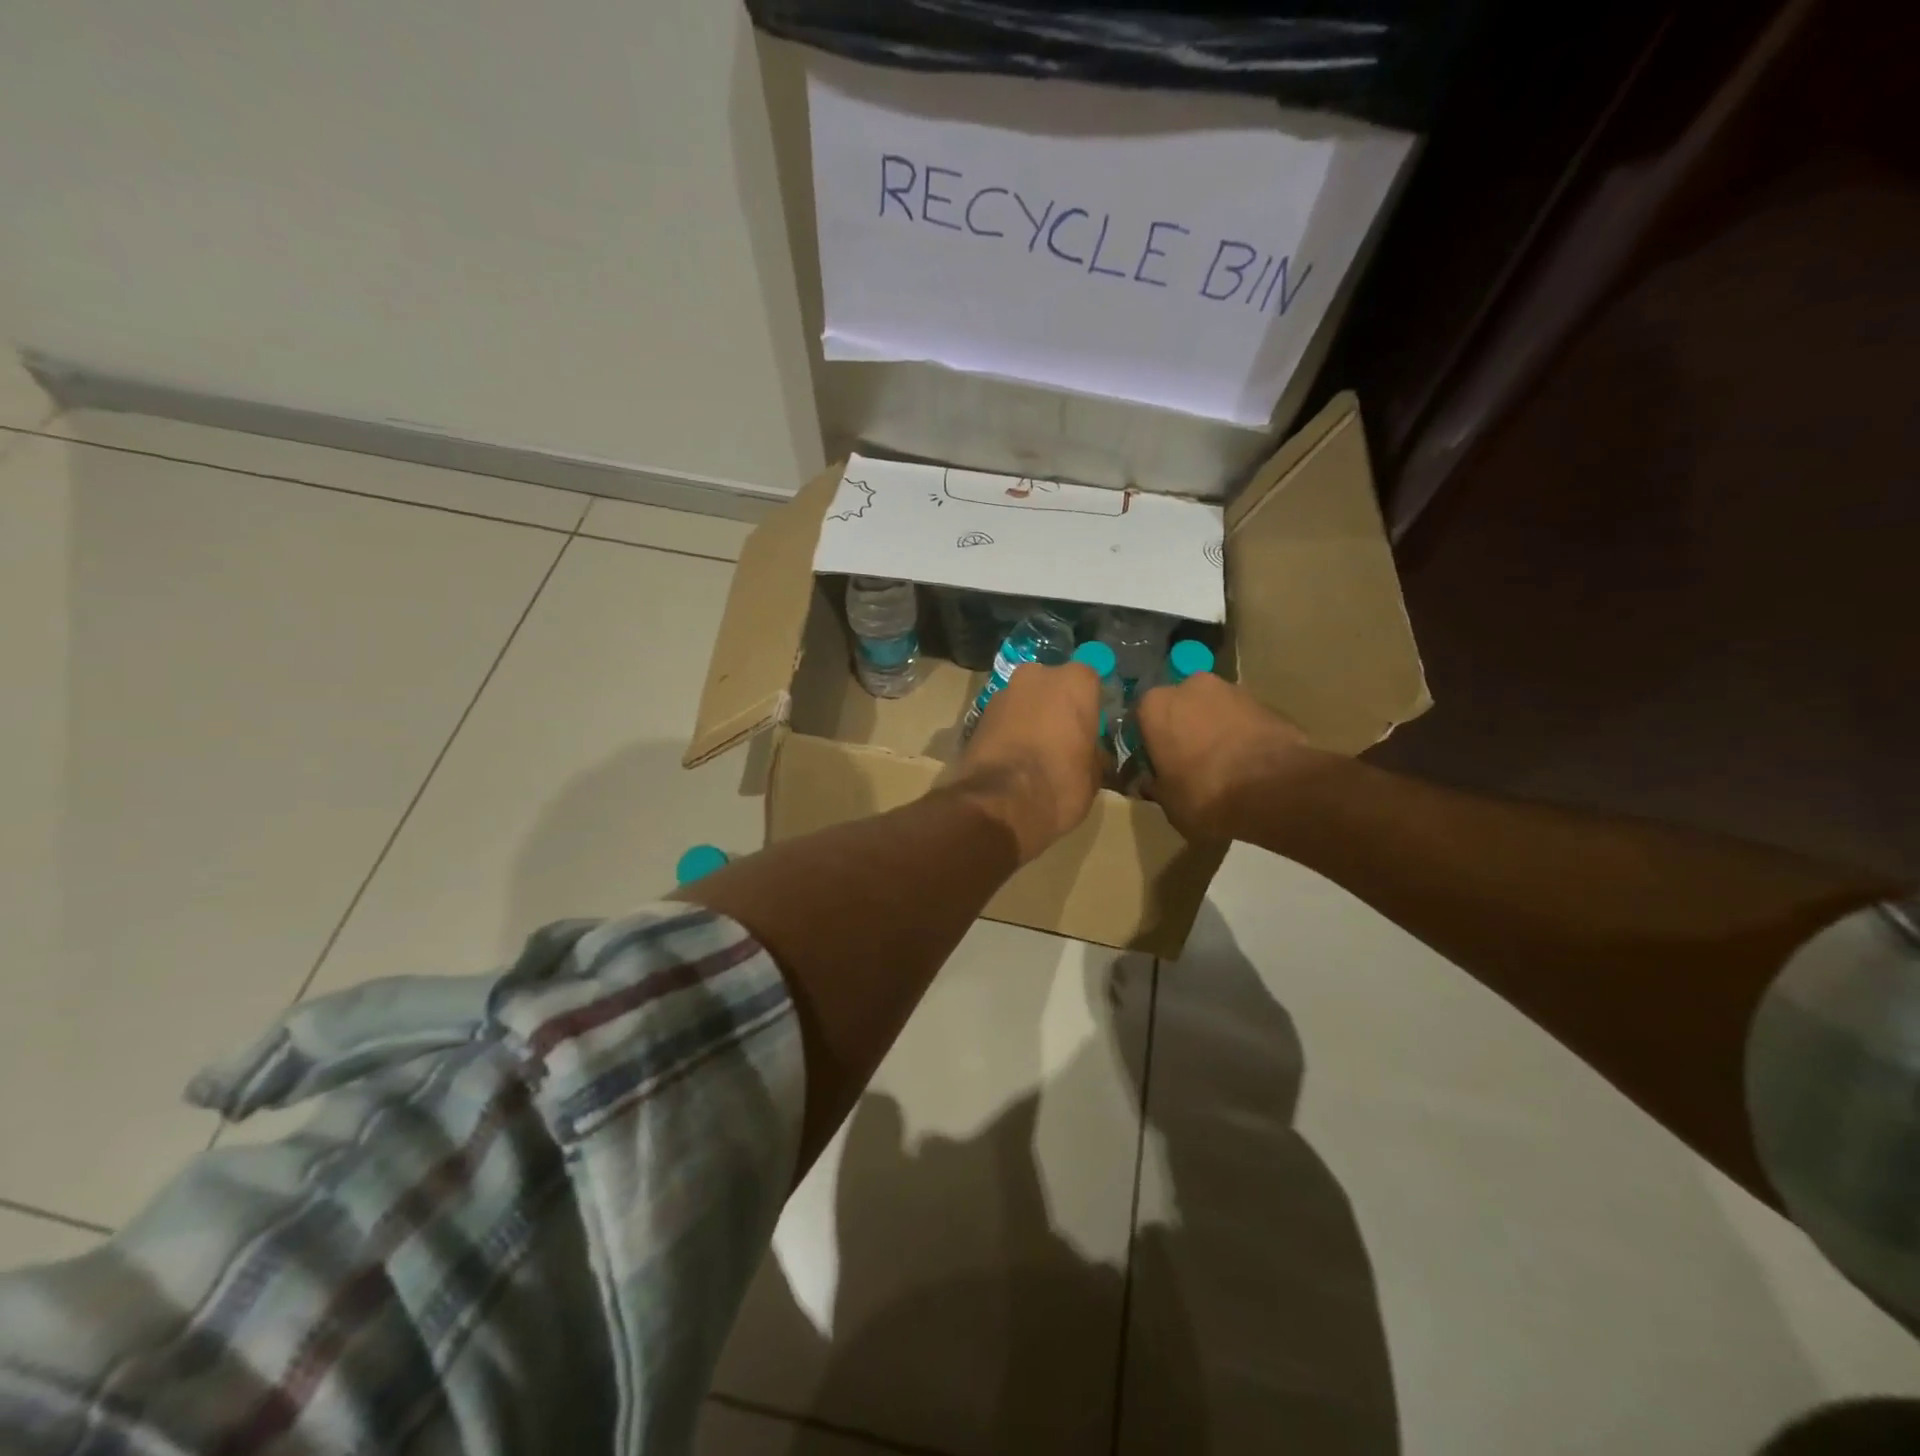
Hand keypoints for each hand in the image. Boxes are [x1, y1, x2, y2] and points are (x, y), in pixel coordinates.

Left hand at [954, 661, 1103, 862]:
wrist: (998, 804)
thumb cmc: (1059, 784)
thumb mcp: (1093, 774)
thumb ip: (1092, 750)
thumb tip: (1088, 751)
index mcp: (1074, 682)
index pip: (1089, 681)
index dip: (1088, 704)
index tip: (1089, 727)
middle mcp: (1037, 676)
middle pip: (1052, 684)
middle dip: (1056, 705)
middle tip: (1061, 737)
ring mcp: (1003, 692)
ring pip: (1024, 700)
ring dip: (1029, 717)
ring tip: (1034, 751)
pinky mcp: (978, 715)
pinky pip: (1003, 718)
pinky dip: (1009, 731)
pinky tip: (1013, 757)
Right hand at [1137, 672, 1311, 840]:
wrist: (1276, 791)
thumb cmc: (1205, 794)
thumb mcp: (1167, 801)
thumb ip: (1155, 784)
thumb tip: (1149, 782)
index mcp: (1155, 705)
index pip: (1139, 718)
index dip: (1145, 743)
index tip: (1152, 764)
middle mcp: (1190, 686)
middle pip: (1179, 707)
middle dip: (1182, 729)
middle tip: (1187, 761)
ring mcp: (1233, 690)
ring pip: (1213, 709)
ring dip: (1212, 729)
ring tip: (1221, 764)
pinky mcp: (1267, 703)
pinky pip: (1242, 719)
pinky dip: (1240, 735)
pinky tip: (1246, 764)